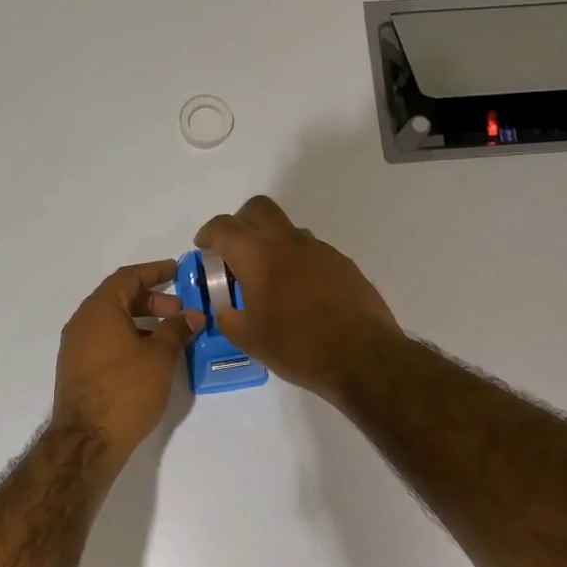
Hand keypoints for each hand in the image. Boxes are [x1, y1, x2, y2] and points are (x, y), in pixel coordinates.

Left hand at [53, 261, 203, 458]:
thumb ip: (177, 330)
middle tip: (180, 312)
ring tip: (171, 336)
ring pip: (113, 322)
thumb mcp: (159, 357)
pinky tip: (151, 357)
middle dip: (152, 300)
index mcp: (99, 310)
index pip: (127, 277)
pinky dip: (129, 339)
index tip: (178, 272)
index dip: (154, 271)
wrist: (88, 440)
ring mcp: (77, 347)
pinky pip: (106, 341)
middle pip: (119, 298)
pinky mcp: (78, 370)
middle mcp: (82, 322)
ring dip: (142, 322)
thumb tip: (193, 315)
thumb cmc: (126, 390)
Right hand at [194, 196, 399, 400]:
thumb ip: (228, 318)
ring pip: (287, 230)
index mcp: (259, 256)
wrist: (362, 357)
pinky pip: (311, 252)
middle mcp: (289, 242)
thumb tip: (225, 308)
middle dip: (241, 222)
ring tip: (269, 281)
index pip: (225, 227)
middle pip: (259, 209)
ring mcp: (320, 250)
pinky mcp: (343, 264)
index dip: (209, 234)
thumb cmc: (297, 348)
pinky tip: (300, 295)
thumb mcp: (249, 340)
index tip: (204, 248)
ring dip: (271, 244)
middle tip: (235, 251)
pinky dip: (297, 262)